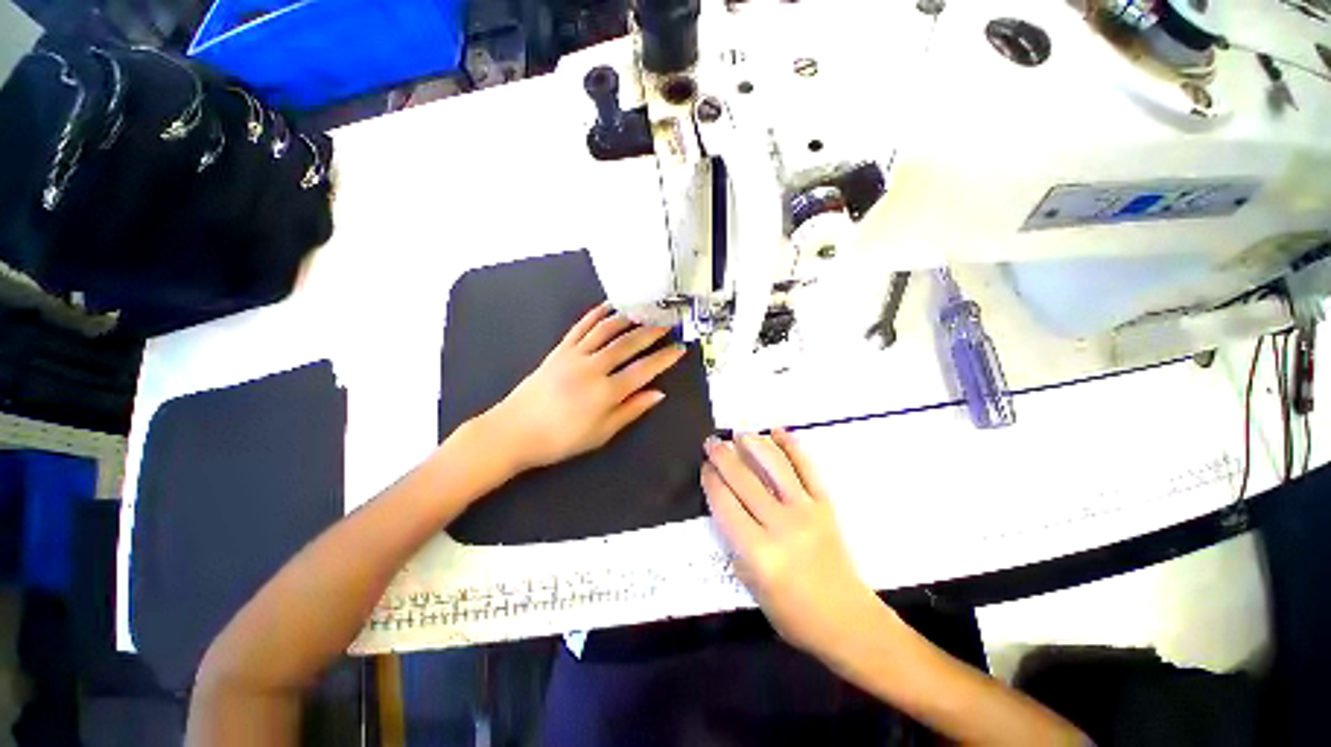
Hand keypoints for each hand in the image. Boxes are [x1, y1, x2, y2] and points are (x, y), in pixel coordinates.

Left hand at [481, 304, 686, 472]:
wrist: (513, 431)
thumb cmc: (561, 439)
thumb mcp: (601, 433)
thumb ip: (631, 410)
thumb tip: (658, 393)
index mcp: (606, 392)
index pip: (644, 370)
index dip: (664, 358)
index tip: (680, 348)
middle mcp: (593, 368)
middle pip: (628, 344)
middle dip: (651, 332)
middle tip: (669, 322)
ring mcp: (574, 355)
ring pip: (606, 330)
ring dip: (629, 318)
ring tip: (645, 310)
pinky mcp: (559, 350)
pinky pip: (580, 327)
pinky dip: (595, 315)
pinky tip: (608, 307)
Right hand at [702, 431, 883, 658]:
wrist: (846, 620)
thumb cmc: (792, 613)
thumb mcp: (750, 586)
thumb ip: (735, 543)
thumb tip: (725, 504)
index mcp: (757, 552)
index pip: (725, 505)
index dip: (711, 481)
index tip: (704, 467)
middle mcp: (780, 525)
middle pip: (744, 481)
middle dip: (723, 457)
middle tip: (711, 442)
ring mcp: (806, 511)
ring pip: (774, 467)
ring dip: (754, 445)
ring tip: (739, 433)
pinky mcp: (825, 505)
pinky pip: (807, 468)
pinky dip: (792, 446)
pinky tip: (777, 432)